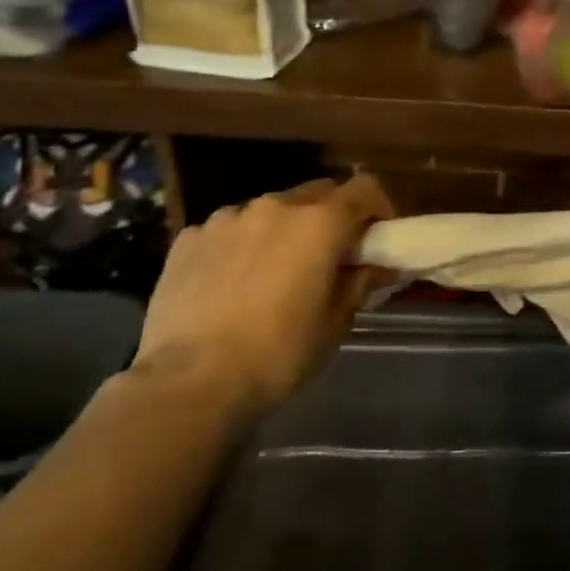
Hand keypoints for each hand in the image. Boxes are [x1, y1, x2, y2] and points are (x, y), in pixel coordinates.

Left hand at [135, 175, 394, 412]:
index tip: (377, 238)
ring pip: (270, 210)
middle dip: (331, 217)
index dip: (378, 208)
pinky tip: (232, 283)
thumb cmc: (278, 353)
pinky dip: (242, 245)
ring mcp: (227, 219)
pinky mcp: (189, 238)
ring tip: (275, 271)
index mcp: (319, 223)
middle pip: (317, 193)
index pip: (364, 188)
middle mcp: (275, 206)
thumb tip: (379, 266)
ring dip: (284, 230)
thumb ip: (360, 282)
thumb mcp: (335, 322)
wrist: (190, 382)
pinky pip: (229, 230)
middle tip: (330, 256)